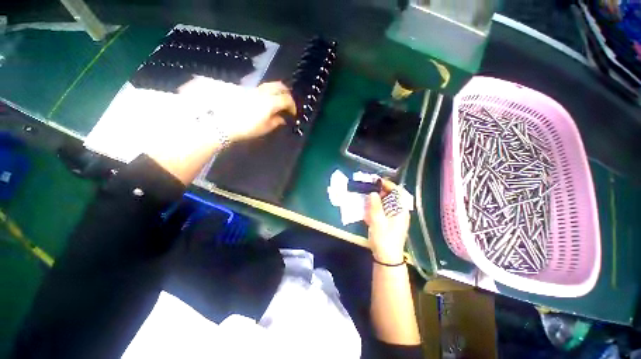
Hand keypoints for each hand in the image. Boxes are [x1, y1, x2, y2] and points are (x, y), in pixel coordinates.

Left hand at [225, 81, 296, 141]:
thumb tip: (282, 119)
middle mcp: (263, 92)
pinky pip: (262, 88)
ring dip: (278, 91)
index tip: (293, 114)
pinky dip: (269, 92)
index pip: (286, 99)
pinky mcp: (247, 91)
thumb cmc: (248, 128)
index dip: (292, 106)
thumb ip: (276, 121)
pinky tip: (267, 101)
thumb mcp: (265, 127)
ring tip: (279, 101)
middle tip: (288, 103)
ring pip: (270, 85)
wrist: (225, 124)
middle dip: (287, 94)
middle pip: (279, 86)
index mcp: (270, 102)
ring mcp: (254, 90)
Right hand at [365, 180, 409, 263]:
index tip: (375, 181)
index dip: (387, 185)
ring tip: (366, 197)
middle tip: (368, 189)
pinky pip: (382, 210)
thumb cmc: (384, 240)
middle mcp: (399, 212)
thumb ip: (375, 206)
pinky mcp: (389, 222)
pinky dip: (375, 207)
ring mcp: (394, 217)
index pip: (397, 192)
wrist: (387, 258)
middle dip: (379, 191)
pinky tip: (367, 210)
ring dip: (376, 199)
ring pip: (386, 203)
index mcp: (400, 210)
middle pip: (391, 196)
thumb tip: (373, 192)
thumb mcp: (377, 222)